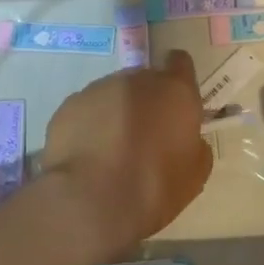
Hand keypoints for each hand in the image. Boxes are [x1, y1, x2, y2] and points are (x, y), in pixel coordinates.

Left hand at [42, 50, 212, 263]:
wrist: (91, 202)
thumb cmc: (154, 188)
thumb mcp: (195, 173)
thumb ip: (194, 143)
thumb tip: (185, 137)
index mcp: (174, 90)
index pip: (179, 62)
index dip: (178, 79)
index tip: (175, 102)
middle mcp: (136, 79)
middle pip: (144, 81)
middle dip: (146, 102)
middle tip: (144, 137)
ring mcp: (98, 89)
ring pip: (112, 95)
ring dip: (116, 113)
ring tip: (110, 151)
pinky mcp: (68, 106)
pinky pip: (85, 111)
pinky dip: (89, 126)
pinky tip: (88, 156)